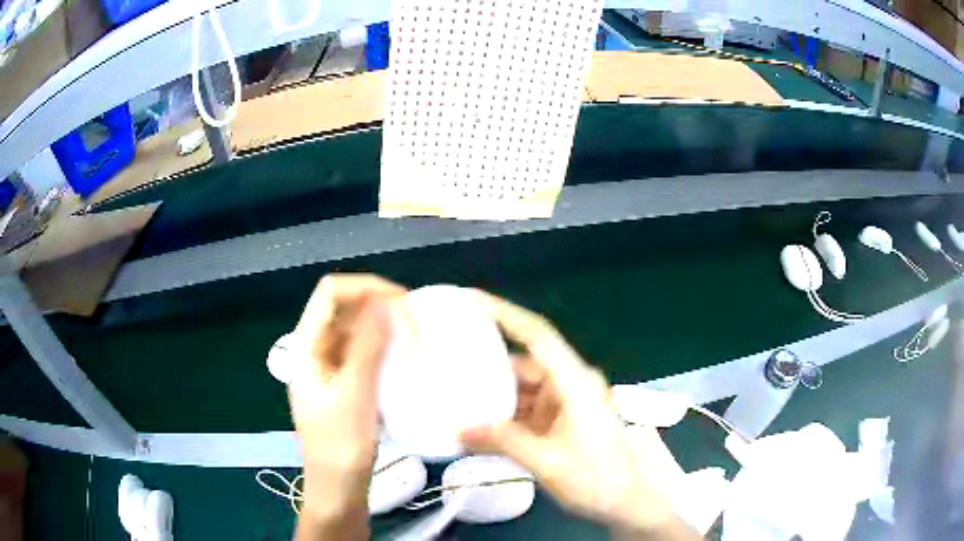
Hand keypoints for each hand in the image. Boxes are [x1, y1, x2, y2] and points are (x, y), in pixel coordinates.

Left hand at [284, 274, 404, 535]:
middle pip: (345, 307)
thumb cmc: (340, 447)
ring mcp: (330, 365)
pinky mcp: (345, 381)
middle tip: (417, 324)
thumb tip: (387, 302)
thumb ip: (368, 346)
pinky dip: (386, 348)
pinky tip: (406, 359)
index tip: (403, 304)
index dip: (365, 287)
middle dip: (380, 306)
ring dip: (385, 327)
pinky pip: (365, 351)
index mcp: (306, 346)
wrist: (337, 489)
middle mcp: (315, 348)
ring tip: (417, 339)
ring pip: (357, 328)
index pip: (330, 292)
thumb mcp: (355, 395)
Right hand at [460, 293, 696, 538]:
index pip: (537, 335)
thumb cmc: (598, 479)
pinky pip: (524, 410)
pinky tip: (477, 423)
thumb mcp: (548, 462)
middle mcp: (569, 385)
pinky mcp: (558, 422)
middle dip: (486, 364)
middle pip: (523, 363)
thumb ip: (504, 442)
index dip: (504, 313)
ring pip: (521, 389)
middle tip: (447, 360)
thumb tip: (460, 430)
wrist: (627, 503)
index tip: (469, 301)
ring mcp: (564, 404)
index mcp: (574, 382)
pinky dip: (502, 416)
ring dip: (492, 395)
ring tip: (454, 394)